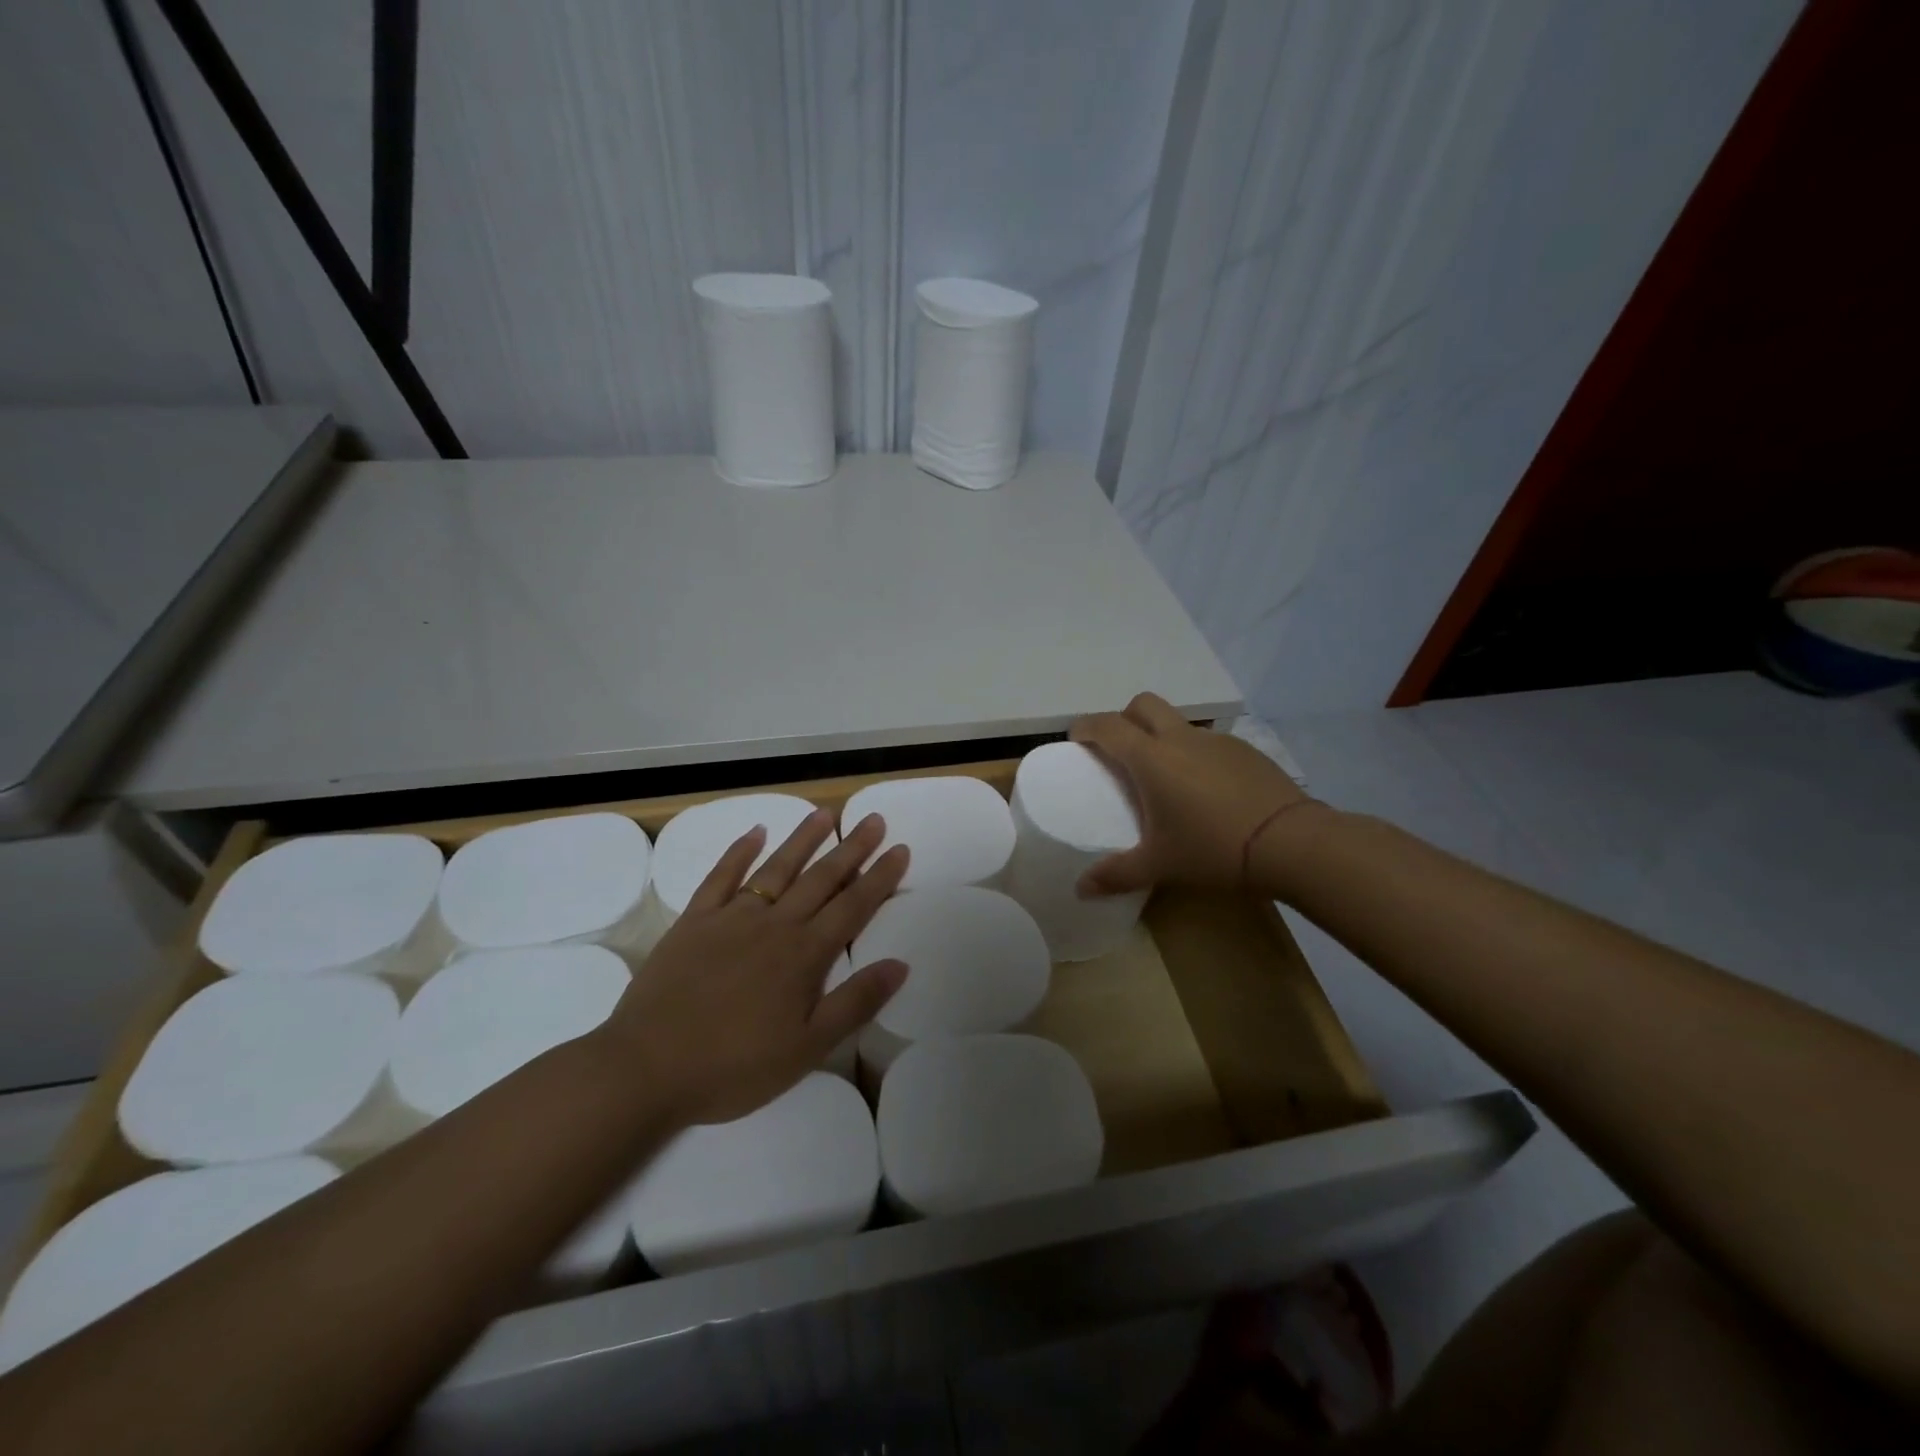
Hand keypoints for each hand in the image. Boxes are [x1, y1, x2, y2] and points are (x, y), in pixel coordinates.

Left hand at [602, 809, 908, 1124]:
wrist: (646, 1068)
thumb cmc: (733, 1066)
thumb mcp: (806, 1049)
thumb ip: (854, 1003)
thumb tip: (900, 964)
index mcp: (804, 955)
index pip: (853, 907)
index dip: (880, 878)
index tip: (900, 849)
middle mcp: (774, 925)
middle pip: (821, 878)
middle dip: (851, 848)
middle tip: (874, 819)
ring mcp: (731, 918)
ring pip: (777, 868)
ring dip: (803, 838)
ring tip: (825, 812)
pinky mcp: (694, 921)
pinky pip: (721, 877)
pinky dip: (738, 852)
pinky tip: (754, 832)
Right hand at [1071, 692, 1317, 895]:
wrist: (1293, 843)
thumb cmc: (1213, 848)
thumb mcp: (1160, 865)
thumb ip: (1116, 874)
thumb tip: (1081, 890)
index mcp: (1151, 758)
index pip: (1108, 726)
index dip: (1086, 726)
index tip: (1075, 737)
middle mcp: (1181, 739)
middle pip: (1143, 705)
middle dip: (1124, 718)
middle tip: (1119, 749)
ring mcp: (1217, 742)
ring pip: (1178, 723)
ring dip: (1162, 737)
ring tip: (1165, 777)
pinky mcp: (1247, 751)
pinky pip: (1209, 743)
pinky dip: (1195, 755)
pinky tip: (1206, 791)